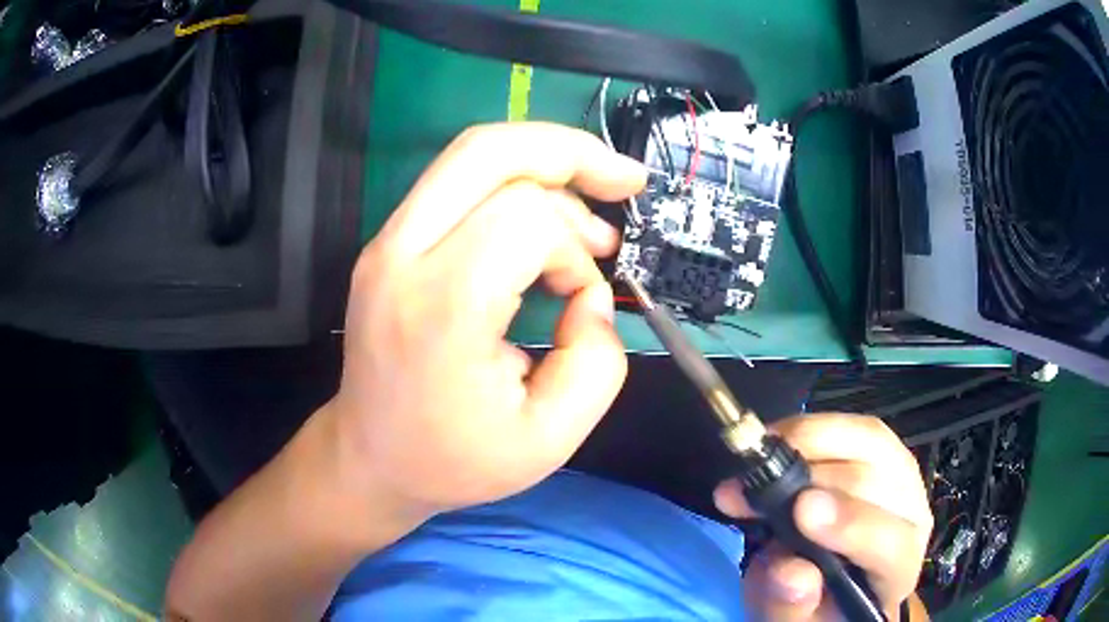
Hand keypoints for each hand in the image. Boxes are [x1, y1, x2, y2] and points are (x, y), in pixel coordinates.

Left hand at [332, 122, 645, 516]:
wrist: (370, 458)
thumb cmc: (452, 460)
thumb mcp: (550, 438)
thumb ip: (597, 361)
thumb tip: (591, 293)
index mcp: (441, 307)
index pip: (526, 219)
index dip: (573, 252)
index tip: (581, 301)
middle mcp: (402, 256)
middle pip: (489, 150)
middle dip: (570, 152)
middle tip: (624, 178)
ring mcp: (386, 243)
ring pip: (472, 154)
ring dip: (544, 166)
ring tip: (590, 221)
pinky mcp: (388, 243)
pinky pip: (458, 182)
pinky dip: (515, 184)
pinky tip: (546, 222)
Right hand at [714, 414, 932, 619]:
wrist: (834, 581)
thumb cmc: (816, 605)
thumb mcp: (793, 619)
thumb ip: (791, 605)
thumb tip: (789, 570)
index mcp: (897, 571)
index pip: (889, 545)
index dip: (852, 525)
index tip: (801, 511)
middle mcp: (912, 517)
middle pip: (876, 483)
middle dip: (807, 479)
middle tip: (744, 489)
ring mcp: (904, 479)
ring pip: (870, 442)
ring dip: (809, 442)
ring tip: (758, 457)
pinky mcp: (886, 453)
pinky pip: (858, 428)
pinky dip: (814, 428)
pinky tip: (779, 440)